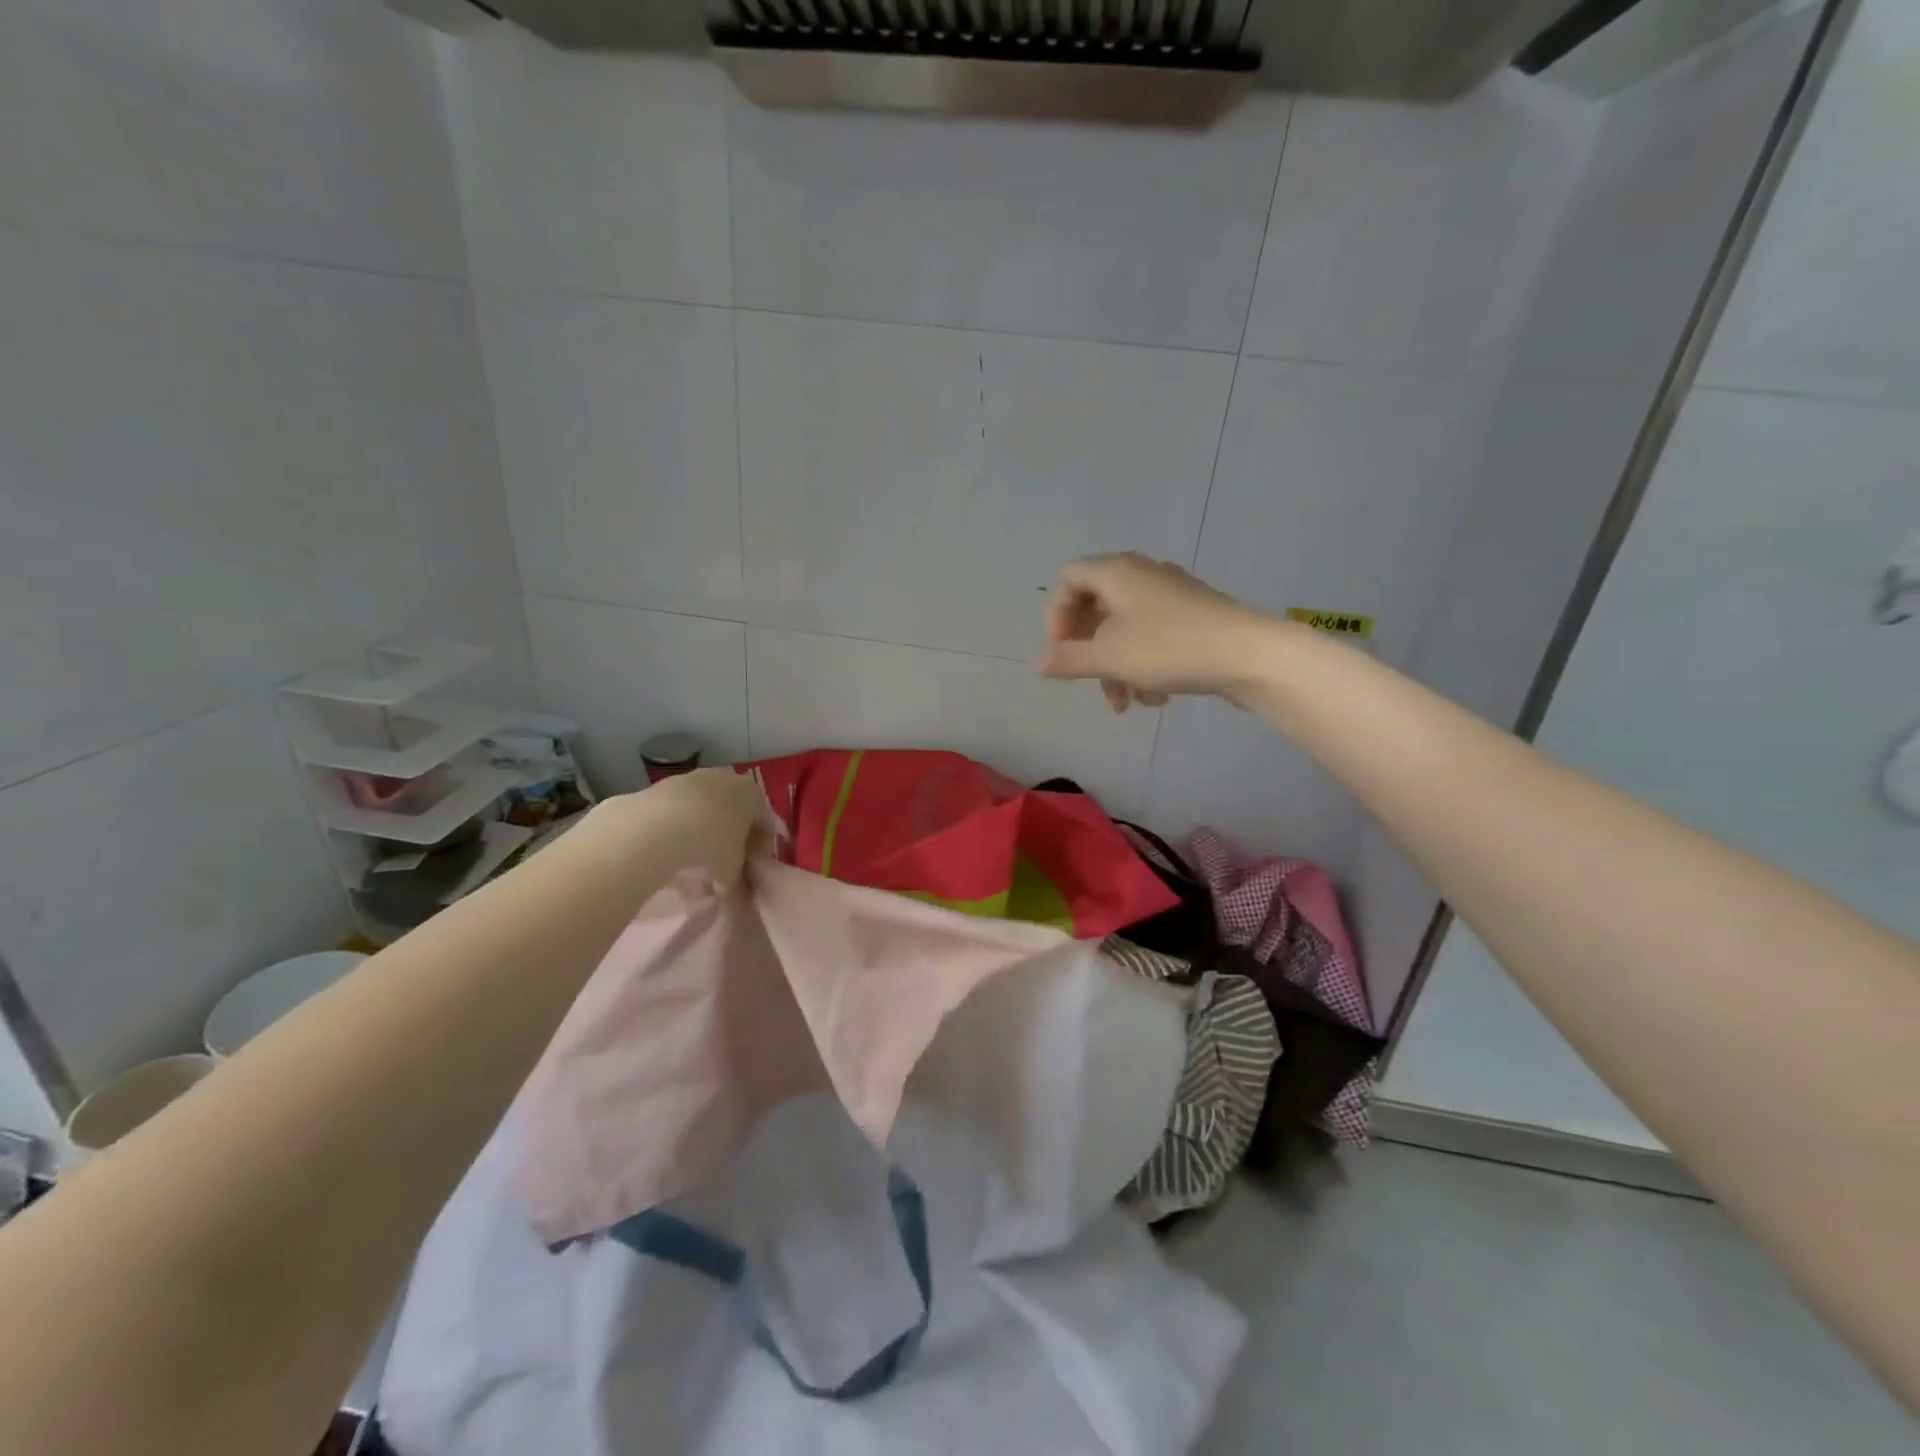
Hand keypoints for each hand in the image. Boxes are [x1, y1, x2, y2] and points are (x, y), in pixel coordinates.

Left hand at [603, 768, 766, 891]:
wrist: (660, 824)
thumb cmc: (711, 843)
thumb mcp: (730, 870)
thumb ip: (737, 882)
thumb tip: (735, 896)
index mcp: (753, 795)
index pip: (764, 824)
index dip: (760, 849)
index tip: (751, 868)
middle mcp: (729, 779)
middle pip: (737, 811)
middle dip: (734, 837)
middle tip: (726, 862)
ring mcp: (697, 778)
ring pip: (709, 807)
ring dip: (707, 828)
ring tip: (697, 855)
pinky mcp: (668, 783)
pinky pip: (684, 807)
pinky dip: (684, 823)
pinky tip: (675, 843)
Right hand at [1037, 553, 1273, 711]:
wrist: (1250, 655)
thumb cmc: (1169, 648)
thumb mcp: (1109, 657)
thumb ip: (1068, 660)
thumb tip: (1038, 662)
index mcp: (1116, 572)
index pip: (1068, 579)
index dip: (1056, 615)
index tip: (1062, 651)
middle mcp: (1141, 574)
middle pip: (1096, 608)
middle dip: (1088, 650)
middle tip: (1088, 681)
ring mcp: (1171, 594)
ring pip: (1125, 628)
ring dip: (1116, 667)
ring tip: (1126, 703)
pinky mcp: (1193, 616)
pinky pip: (1153, 636)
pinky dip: (1144, 664)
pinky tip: (1156, 697)